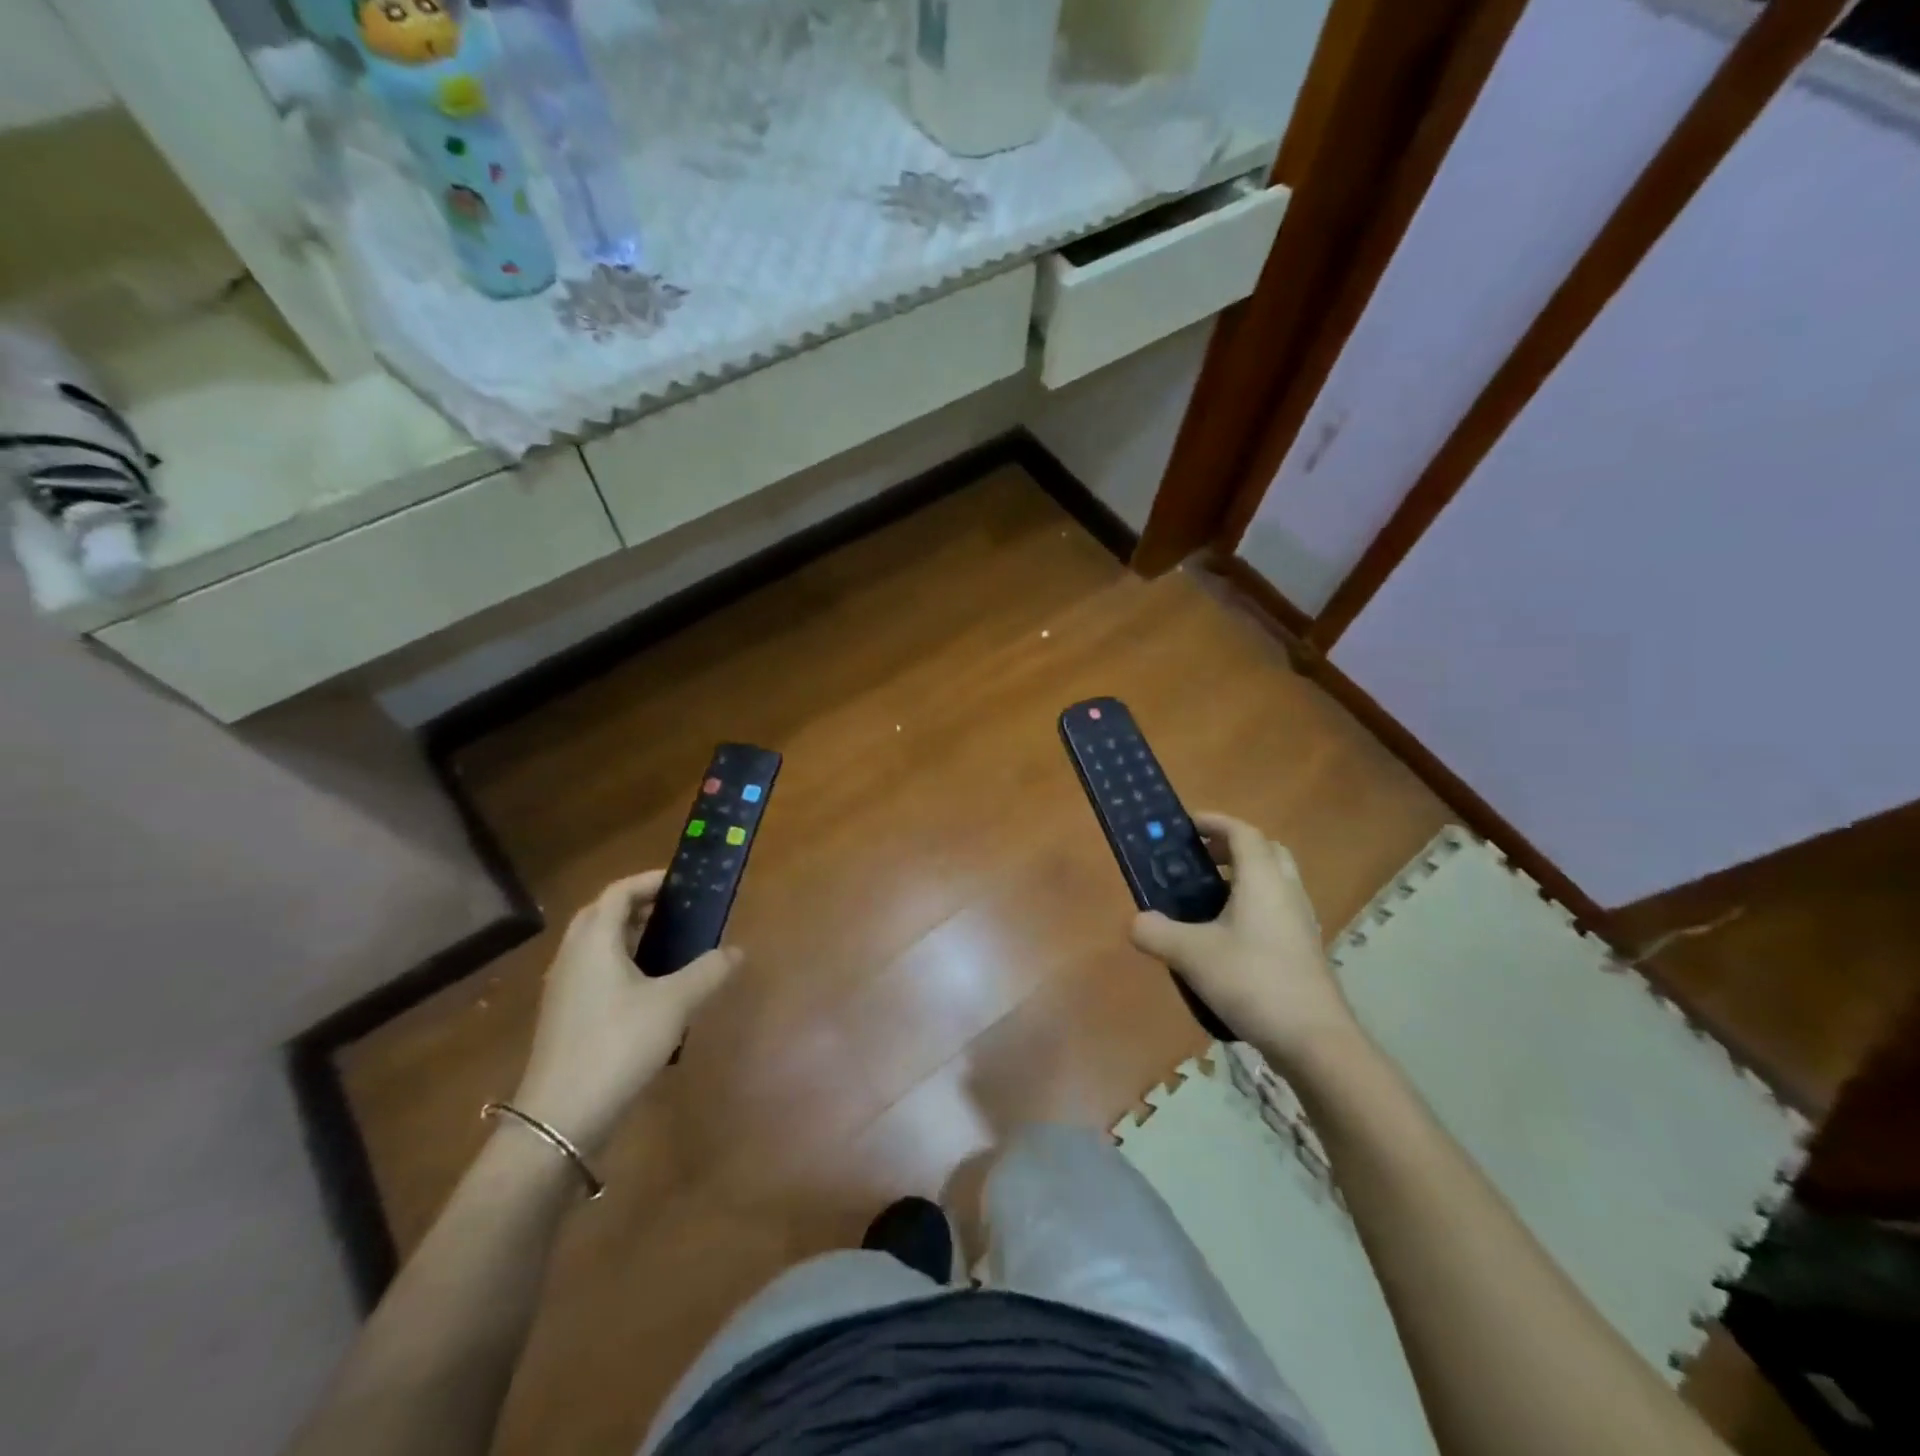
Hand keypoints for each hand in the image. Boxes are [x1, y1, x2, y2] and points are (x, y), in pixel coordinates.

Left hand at [511, 873, 739, 1156]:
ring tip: (670, 944)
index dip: (649, 881)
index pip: (618, 892)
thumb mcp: (675, 1004)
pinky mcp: (565, 1017)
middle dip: (638, 905)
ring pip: (596, 945)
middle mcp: (573, 956)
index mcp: (594, 941)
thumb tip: (736, 951)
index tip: (682, 882)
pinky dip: (621, 963)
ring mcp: (565, 989)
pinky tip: (650, 988)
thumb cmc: (619, 1044)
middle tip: (676, 910)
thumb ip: (708, 972)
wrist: (561, 1117)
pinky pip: (594, 971)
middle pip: (602, 914)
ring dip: (629, 935)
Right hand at [1130, 814, 1359, 1069]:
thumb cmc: (1252, 981)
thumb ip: (1156, 932)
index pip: (1242, 832)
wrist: (1313, 1039)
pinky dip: (1252, 906)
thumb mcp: (1191, 955)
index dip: (1214, 822)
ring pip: (1274, 881)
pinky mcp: (1303, 948)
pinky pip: (1277, 909)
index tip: (1186, 825)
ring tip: (1205, 898)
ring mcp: (1300, 921)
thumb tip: (1137, 922)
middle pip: (1265, 851)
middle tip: (1199, 859)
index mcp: (1262, 879)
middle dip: (1231, 847)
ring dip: (1242, 878)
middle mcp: (1287, 891)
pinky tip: (1225, 936)